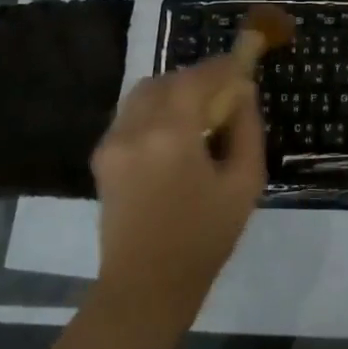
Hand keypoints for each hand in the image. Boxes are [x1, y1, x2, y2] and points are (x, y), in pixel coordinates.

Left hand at [90, 56, 266, 322]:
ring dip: (173, 92)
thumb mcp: (244, 183)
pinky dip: (155, 110)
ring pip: (143, 93)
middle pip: (167, 79)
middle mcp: (135, 128)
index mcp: (171, 134)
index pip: (197, 77)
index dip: (222, 66)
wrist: (146, 287)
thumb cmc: (204, 238)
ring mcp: (112, 141)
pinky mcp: (101, 157)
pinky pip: (130, 114)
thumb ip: (246, 129)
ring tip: (198, 114)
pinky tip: (173, 136)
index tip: (243, 61)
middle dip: (197, 78)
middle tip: (223, 93)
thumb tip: (243, 92)